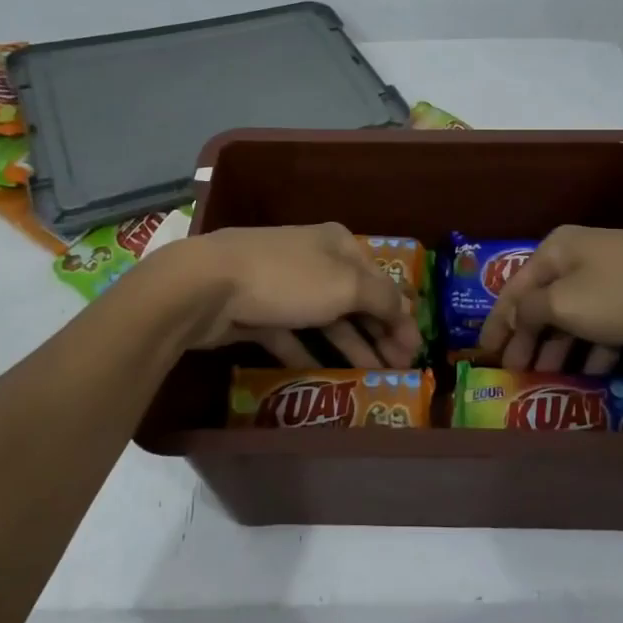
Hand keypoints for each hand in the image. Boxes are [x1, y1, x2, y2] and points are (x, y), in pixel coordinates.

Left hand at [161, 224, 421, 369]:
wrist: (208, 285)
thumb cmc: (288, 279)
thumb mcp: (346, 285)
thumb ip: (382, 299)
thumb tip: (407, 309)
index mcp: (338, 244)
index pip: (380, 280)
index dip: (400, 314)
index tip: (415, 350)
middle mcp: (314, 260)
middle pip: (355, 300)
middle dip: (379, 333)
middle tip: (398, 370)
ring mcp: (284, 286)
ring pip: (326, 320)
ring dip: (351, 347)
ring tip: (371, 377)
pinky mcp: (259, 312)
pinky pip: (292, 336)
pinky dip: (309, 354)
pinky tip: (325, 376)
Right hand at [476, 225, 622, 370]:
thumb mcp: (564, 303)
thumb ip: (528, 312)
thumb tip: (514, 318)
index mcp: (556, 249)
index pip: (513, 289)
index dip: (496, 323)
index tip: (483, 355)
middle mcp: (580, 256)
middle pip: (543, 301)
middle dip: (527, 338)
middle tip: (515, 374)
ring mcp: (614, 274)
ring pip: (575, 314)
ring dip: (559, 346)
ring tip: (549, 378)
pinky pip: (605, 323)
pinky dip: (593, 346)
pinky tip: (591, 372)